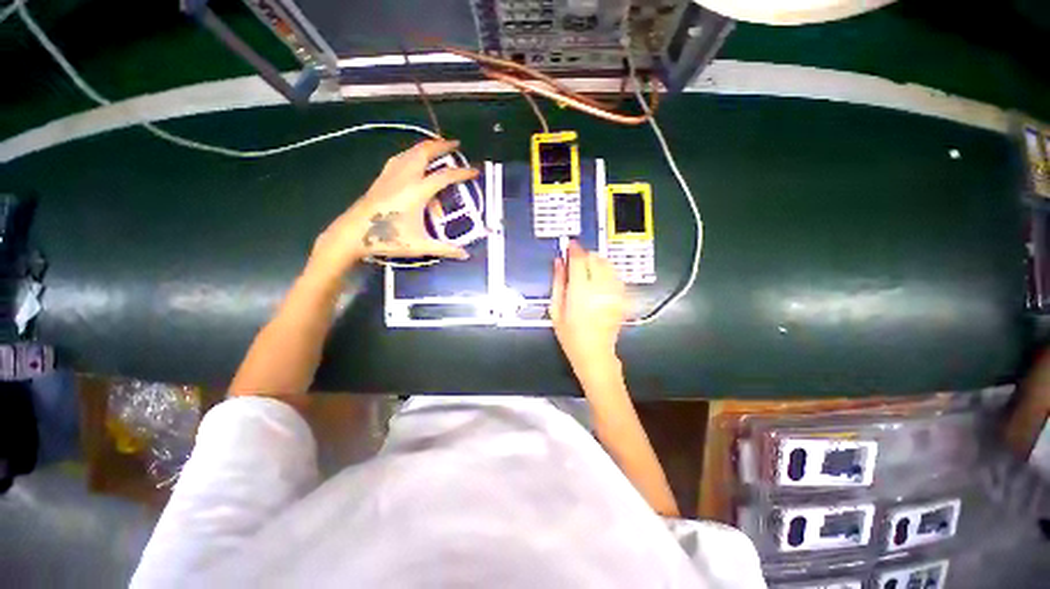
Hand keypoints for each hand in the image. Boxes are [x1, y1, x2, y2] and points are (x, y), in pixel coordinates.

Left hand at [308, 139, 478, 277]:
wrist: (353, 233)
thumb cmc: (387, 239)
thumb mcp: (420, 246)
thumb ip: (445, 249)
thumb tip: (465, 255)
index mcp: (417, 192)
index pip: (444, 177)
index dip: (462, 173)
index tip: (475, 171)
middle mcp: (405, 178)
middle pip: (424, 153)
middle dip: (441, 146)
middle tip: (455, 144)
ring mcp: (391, 176)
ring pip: (410, 152)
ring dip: (425, 147)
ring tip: (436, 147)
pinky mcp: (382, 178)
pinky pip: (399, 159)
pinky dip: (410, 154)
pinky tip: (412, 159)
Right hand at [550, 241, 626, 381]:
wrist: (594, 354)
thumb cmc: (571, 336)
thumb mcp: (556, 310)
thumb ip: (558, 283)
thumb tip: (559, 263)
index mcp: (580, 291)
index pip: (579, 260)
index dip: (574, 249)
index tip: (569, 245)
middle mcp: (600, 289)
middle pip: (596, 259)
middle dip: (585, 255)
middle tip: (576, 261)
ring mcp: (613, 293)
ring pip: (608, 265)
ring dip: (597, 262)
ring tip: (587, 270)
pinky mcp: (621, 298)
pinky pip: (616, 276)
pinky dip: (607, 272)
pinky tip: (599, 281)